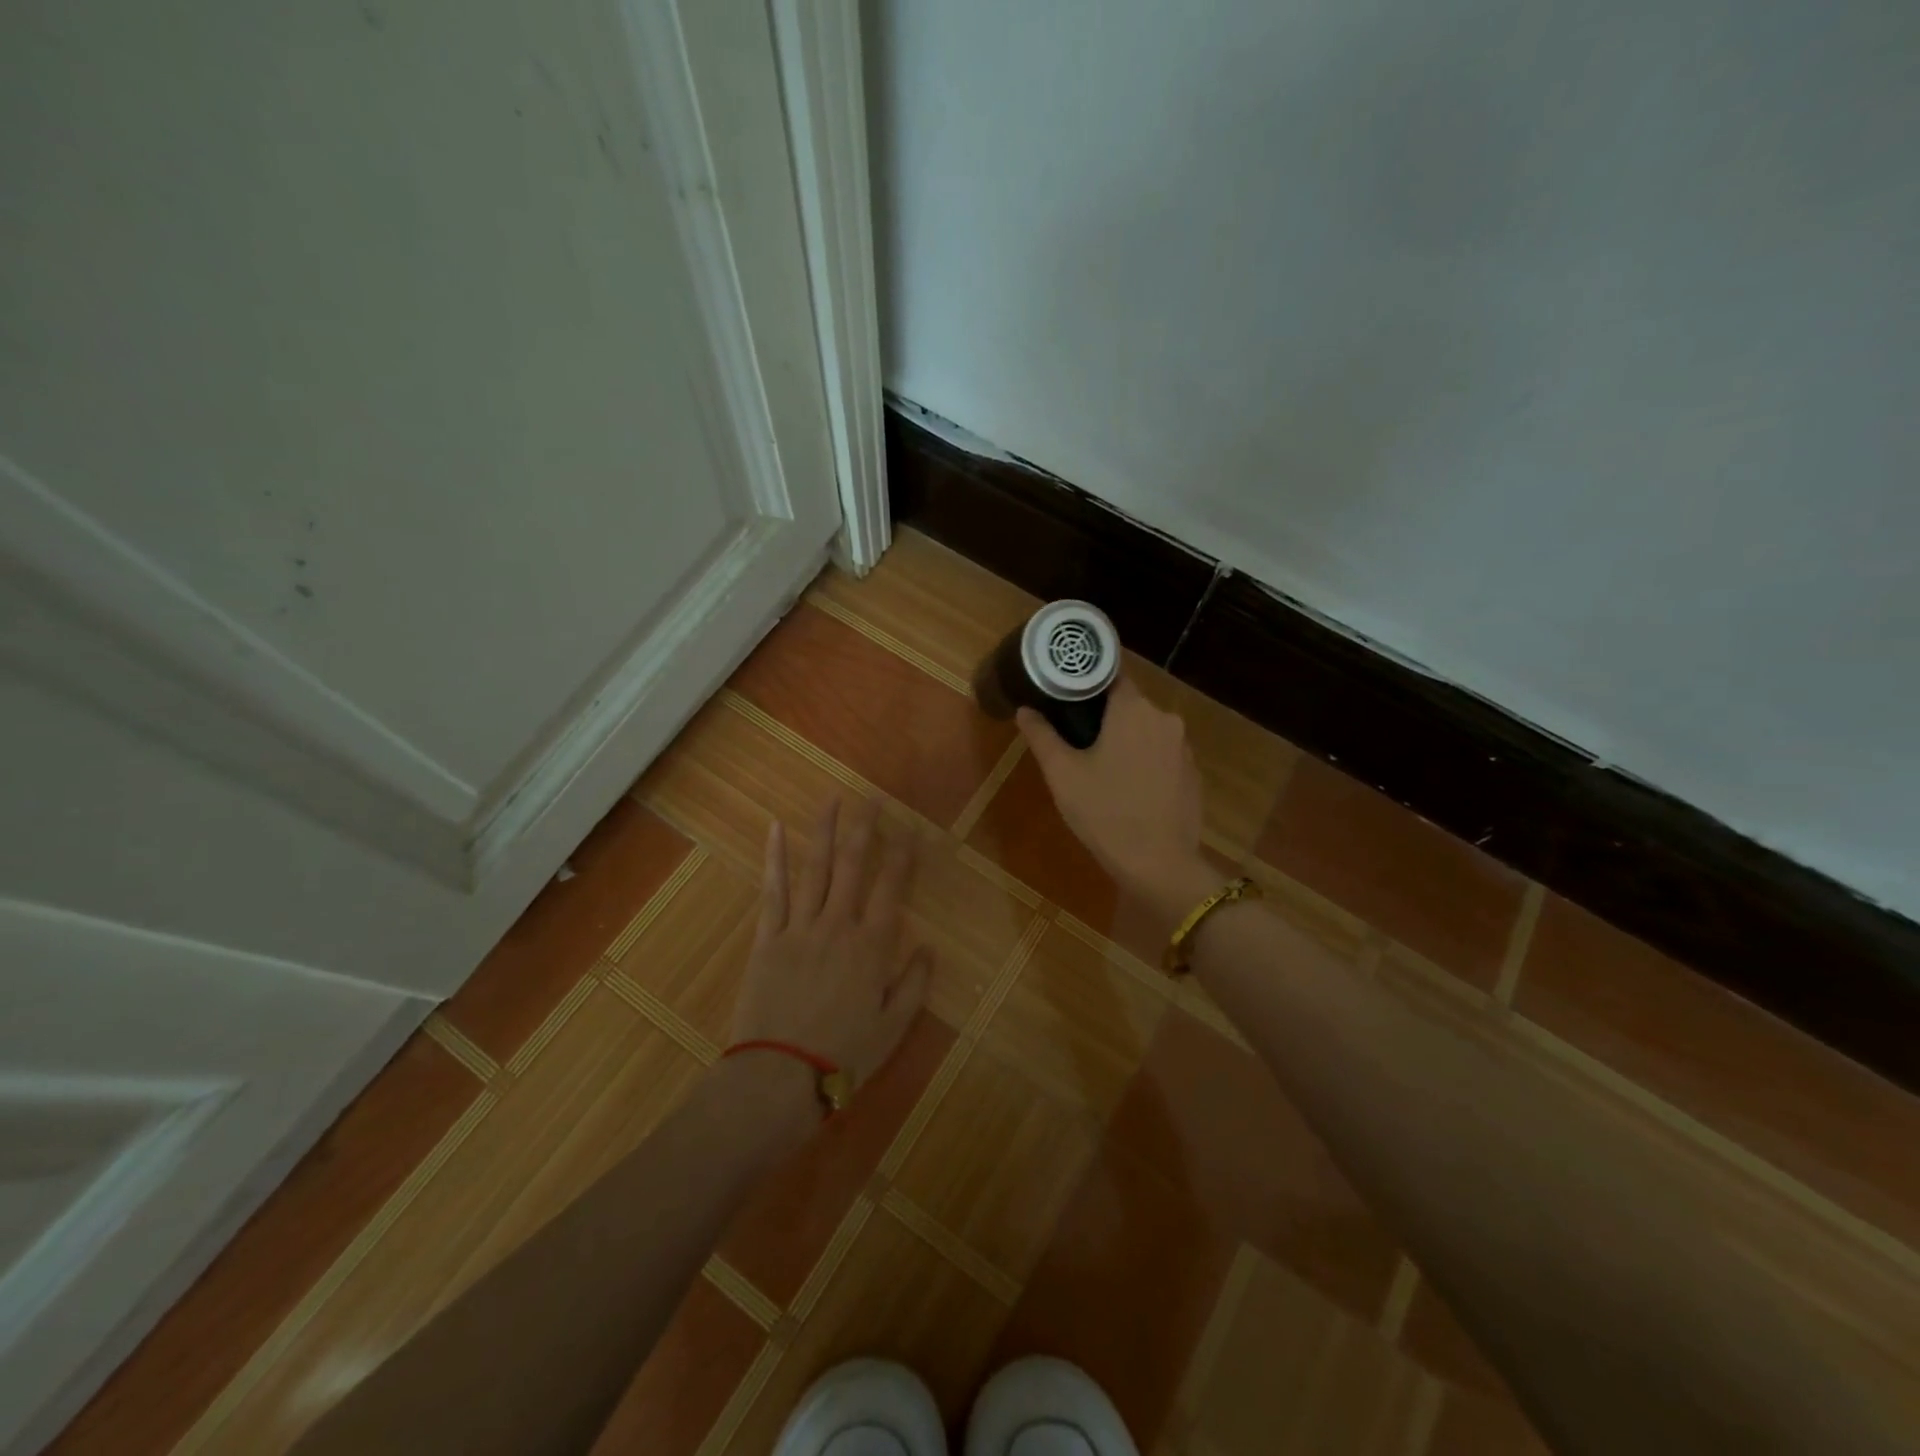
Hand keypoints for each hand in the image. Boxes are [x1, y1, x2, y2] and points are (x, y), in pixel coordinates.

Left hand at [729, 797, 932, 1096]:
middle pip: (853, 865)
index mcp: (872, 946)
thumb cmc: (843, 1056)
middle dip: (865, 828)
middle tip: (872, 799)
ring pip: (815, 868)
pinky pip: (772, 891)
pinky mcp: (767, 938)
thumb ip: (914, 984)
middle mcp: (838, 925)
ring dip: (824, 830)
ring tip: (833, 799)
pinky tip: (776, 829)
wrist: (779, 1079)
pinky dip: (775, 858)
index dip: (902, 853)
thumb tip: (929, 947)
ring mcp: (799, 927)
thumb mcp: (893, 1027)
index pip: (892, 887)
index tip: (909, 827)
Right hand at [1017, 676, 1216, 923]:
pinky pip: (1163, 756)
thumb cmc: (1105, 812)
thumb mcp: (1062, 774)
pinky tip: (1129, 789)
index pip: (1111, 675)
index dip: (1088, 681)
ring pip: (1147, 731)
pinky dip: (1145, 762)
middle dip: (1105, 716)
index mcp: (1133, 709)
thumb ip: (1042, 735)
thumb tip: (1025, 709)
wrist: (1158, 864)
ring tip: (1101, 767)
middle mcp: (1165, 719)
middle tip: (1076, 739)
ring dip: (1127, 741)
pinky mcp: (1193, 774)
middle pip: (1129, 704)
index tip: (1067, 694)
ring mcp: (1184, 748)